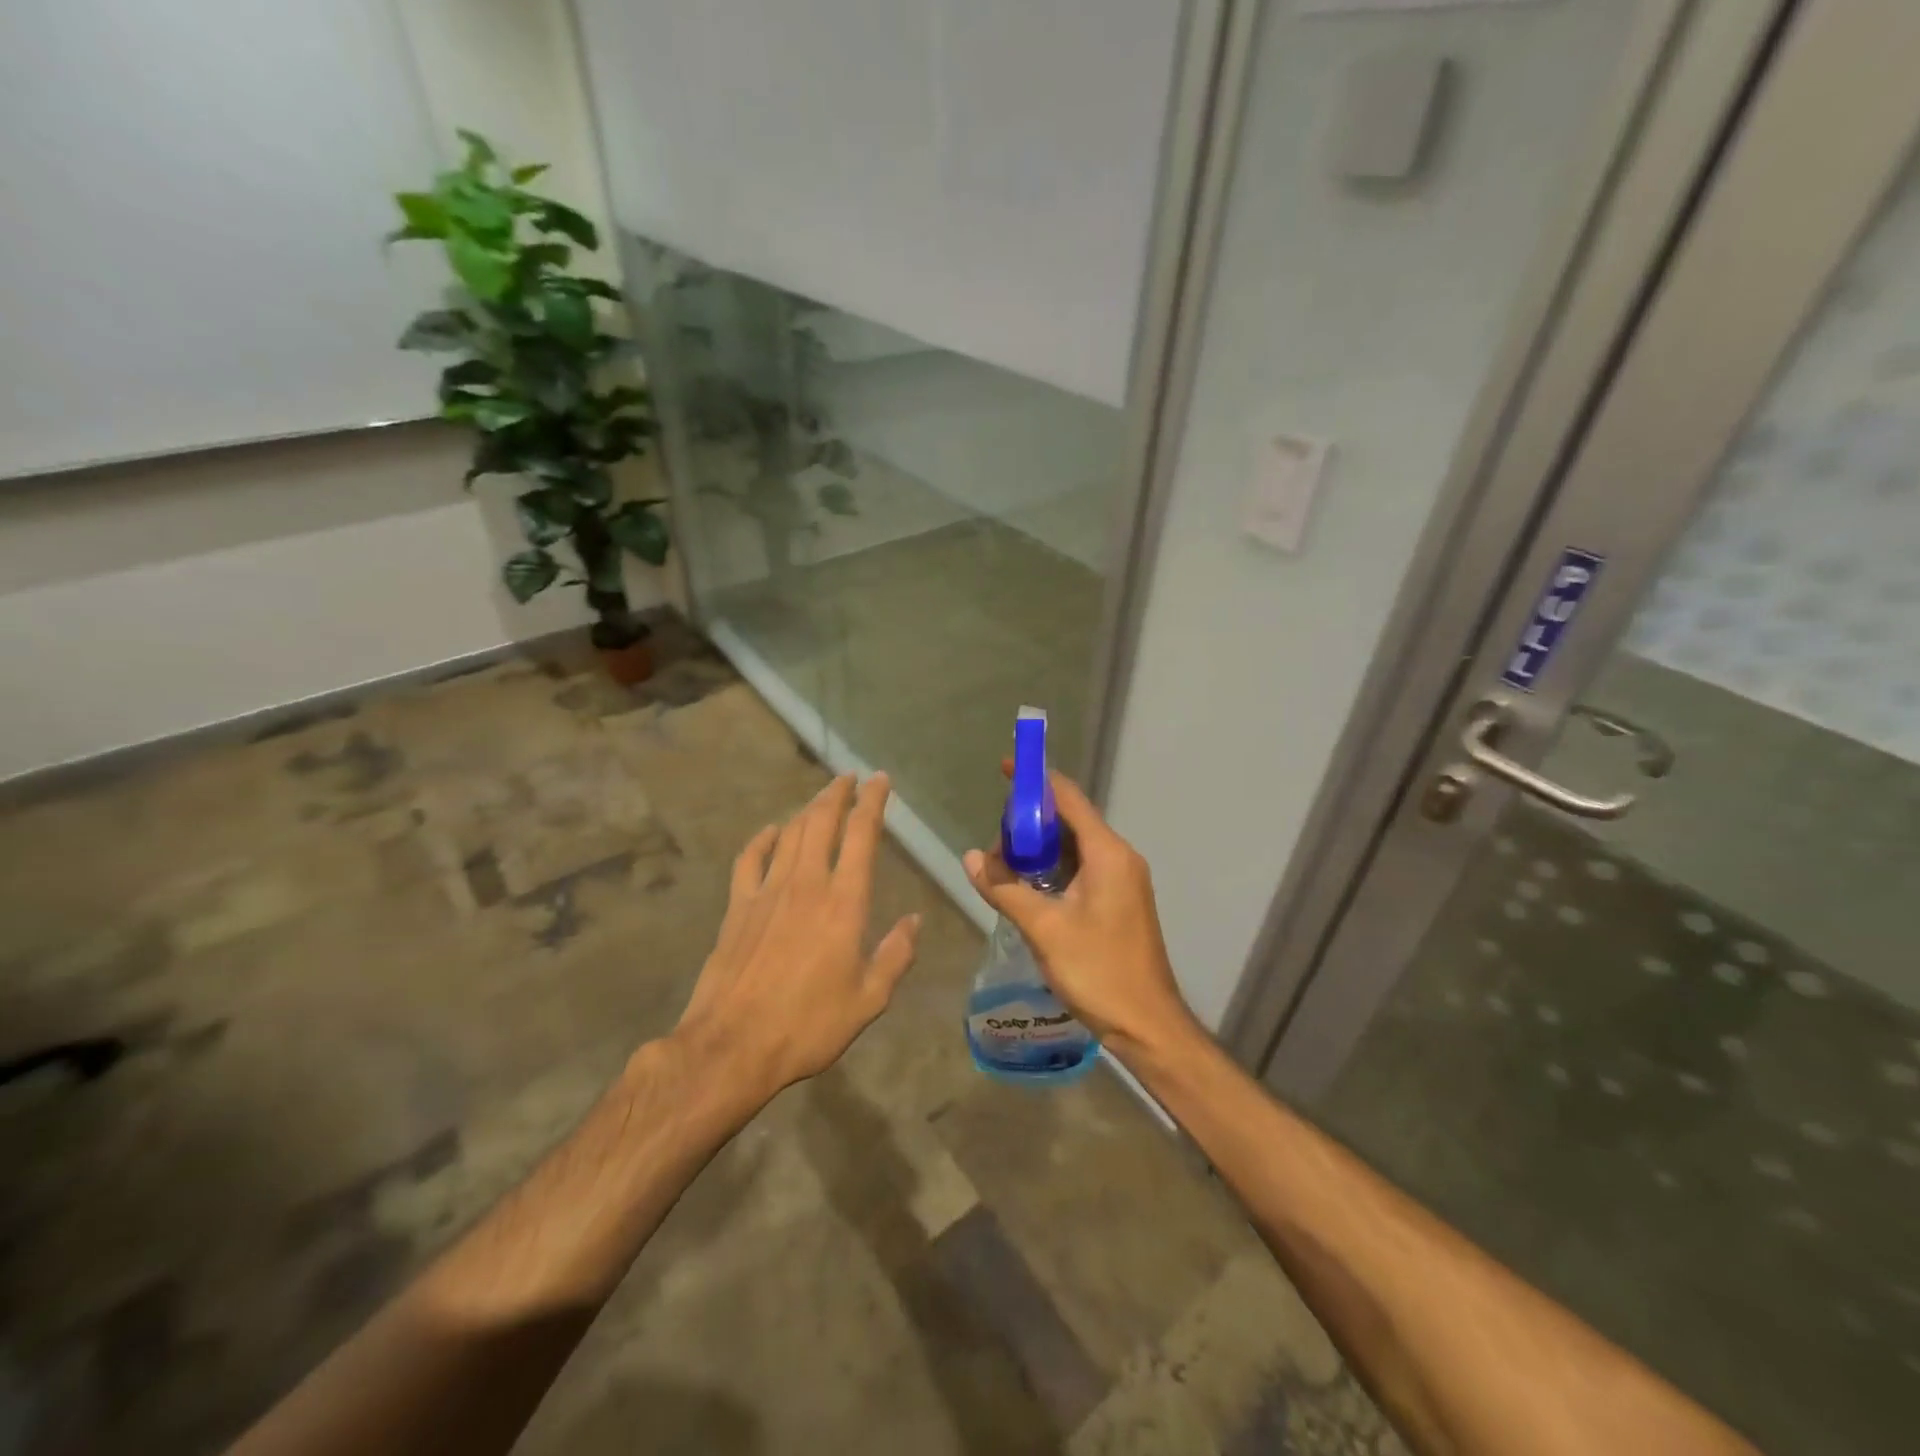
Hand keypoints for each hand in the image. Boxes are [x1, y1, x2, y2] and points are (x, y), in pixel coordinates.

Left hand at [673, 773, 919, 1103]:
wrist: (732, 1046)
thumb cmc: (808, 1025)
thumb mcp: (868, 1000)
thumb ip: (895, 955)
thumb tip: (915, 920)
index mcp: (844, 902)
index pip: (861, 835)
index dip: (872, 802)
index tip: (880, 780)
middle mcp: (806, 884)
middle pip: (821, 822)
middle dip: (838, 794)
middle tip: (850, 778)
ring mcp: (767, 892)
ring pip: (789, 834)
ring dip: (807, 810)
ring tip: (821, 798)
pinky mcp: (737, 907)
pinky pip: (750, 859)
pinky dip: (762, 839)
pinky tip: (770, 832)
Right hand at [962, 769, 1196, 1062]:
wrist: (1148, 1024)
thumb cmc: (1098, 971)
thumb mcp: (1045, 929)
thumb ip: (1005, 889)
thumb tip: (971, 857)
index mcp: (1108, 853)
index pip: (1068, 798)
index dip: (1035, 780)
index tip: (1004, 769)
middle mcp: (1119, 857)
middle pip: (1070, 820)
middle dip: (1030, 823)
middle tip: (994, 842)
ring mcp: (1123, 879)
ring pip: (1075, 847)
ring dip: (1040, 850)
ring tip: (1003, 867)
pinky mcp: (1120, 900)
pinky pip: (1083, 868)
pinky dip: (1054, 869)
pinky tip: (1028, 888)